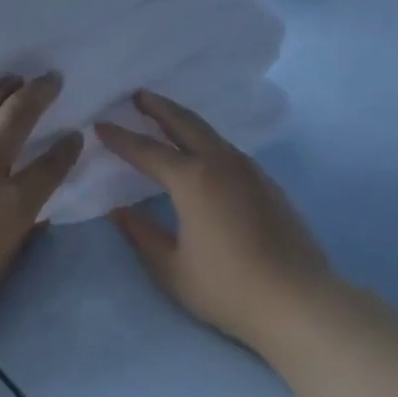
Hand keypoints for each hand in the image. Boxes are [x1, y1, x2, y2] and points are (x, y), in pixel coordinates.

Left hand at [0, 73, 82, 365]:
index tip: (75, 134)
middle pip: (15, 117)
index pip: (52, 164)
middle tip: (49, 79)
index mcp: (12, 205)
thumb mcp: (1, 267)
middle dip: (38, 93)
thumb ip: (22, 232)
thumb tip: (36, 211)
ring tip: (10, 80)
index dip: (68, 147)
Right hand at [97, 91, 335, 350]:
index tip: (100, 124)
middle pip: (185, 124)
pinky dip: (206, 141)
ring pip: (211, 134)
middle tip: (138, 95)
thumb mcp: (172, 269)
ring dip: (185, 121)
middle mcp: (222, 164)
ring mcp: (250, 171)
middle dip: (159, 107)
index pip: (147, 151)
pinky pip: (228, 150)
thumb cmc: (226, 288)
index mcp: (193, 180)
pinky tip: (202, 154)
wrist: (297, 301)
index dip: (121, 138)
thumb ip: (142, 235)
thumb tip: (119, 212)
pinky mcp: (268, 184)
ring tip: (166, 118)